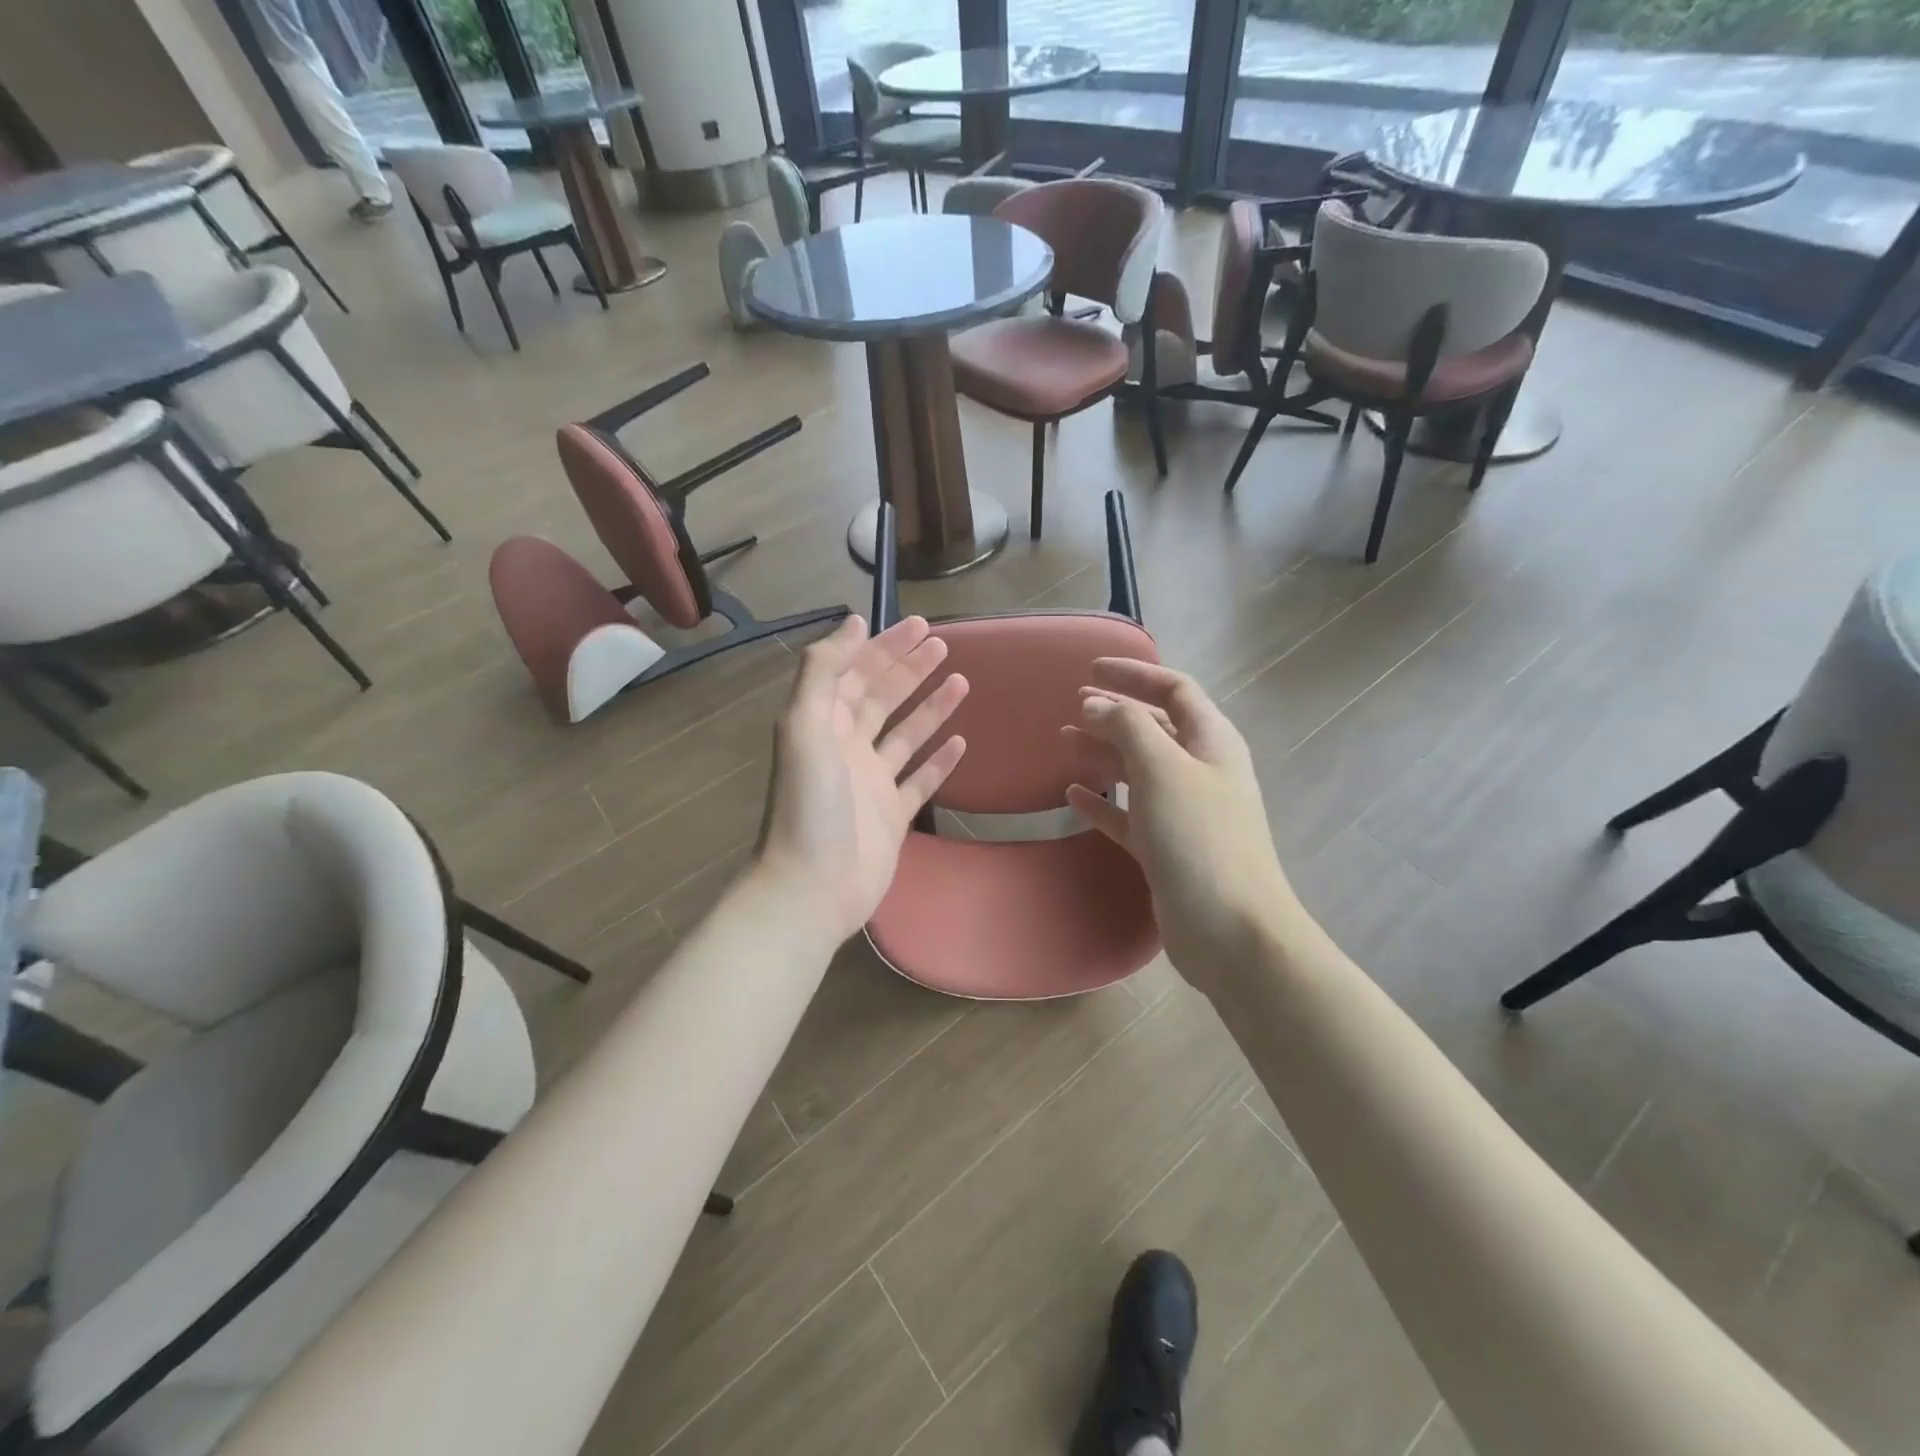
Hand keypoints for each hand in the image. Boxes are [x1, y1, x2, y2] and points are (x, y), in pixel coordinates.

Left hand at [753, 614, 968, 943]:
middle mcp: (847, 748)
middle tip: (943, 645)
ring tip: (961, 681)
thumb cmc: (810, 803)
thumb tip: (853, 623)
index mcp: (822, 724)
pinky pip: (921, 780)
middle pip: (882, 699)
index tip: (918, 626)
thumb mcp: (804, 726)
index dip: (884, 648)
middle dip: (909, 670)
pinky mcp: (894, 815)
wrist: (814, 886)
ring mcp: (872, 783)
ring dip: (930, 707)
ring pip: (906, 735)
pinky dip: (939, 760)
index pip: (855, 673)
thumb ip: (822, 671)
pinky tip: (961, 741)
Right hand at [1063, 660, 1300, 994]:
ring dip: (1103, 752)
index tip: (1091, 669)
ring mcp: (1183, 813)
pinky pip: (1129, 814)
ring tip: (1064, 741)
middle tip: (1072, 705)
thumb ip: (1127, 727)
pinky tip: (1074, 794)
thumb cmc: (1200, 838)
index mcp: (1211, 742)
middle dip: (1114, 712)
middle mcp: (1200, 771)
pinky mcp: (1165, 849)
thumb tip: (1093, 703)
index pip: (1175, 690)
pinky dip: (1103, 801)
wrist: (1231, 931)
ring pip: (1138, 770)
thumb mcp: (1163, 769)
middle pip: (1155, 728)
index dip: (1135, 675)